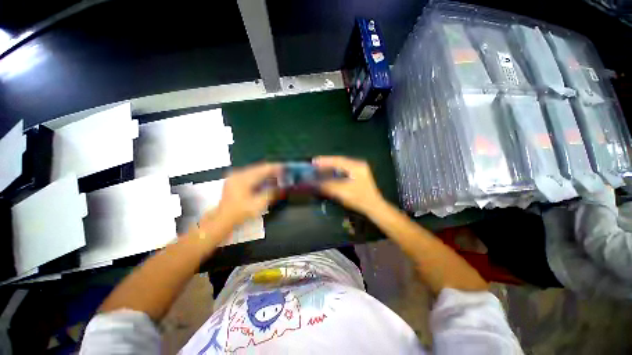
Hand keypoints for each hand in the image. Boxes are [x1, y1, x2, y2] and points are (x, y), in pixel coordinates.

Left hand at [202, 163, 280, 229]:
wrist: (223, 219)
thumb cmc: (241, 212)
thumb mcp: (259, 204)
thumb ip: (272, 193)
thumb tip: (281, 187)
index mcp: (244, 178)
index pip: (263, 168)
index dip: (276, 167)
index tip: (285, 167)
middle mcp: (239, 173)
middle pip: (259, 168)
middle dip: (272, 170)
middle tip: (283, 172)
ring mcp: (235, 176)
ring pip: (255, 171)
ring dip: (266, 173)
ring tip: (276, 176)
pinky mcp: (234, 180)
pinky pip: (250, 175)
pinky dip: (259, 177)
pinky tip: (265, 180)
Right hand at [313, 156, 384, 213]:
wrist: (374, 207)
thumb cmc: (360, 199)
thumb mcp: (343, 193)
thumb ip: (328, 186)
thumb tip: (314, 183)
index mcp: (357, 167)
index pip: (338, 160)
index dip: (325, 160)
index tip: (314, 161)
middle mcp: (358, 165)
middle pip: (339, 162)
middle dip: (326, 164)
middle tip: (315, 165)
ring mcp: (359, 170)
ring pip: (341, 166)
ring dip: (330, 168)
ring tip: (319, 169)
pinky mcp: (358, 175)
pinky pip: (344, 171)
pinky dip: (335, 172)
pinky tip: (329, 174)